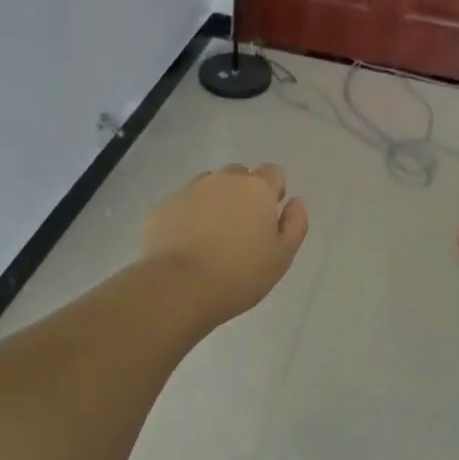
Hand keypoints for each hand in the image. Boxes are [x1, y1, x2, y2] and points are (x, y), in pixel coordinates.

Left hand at [142, 163, 308, 324]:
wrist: (179, 287)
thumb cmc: (239, 274)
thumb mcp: (282, 257)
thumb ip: (295, 224)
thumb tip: (295, 202)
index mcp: (256, 189)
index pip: (273, 172)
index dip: (274, 191)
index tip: (269, 216)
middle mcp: (223, 180)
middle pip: (239, 175)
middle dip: (244, 193)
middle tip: (241, 228)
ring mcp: (189, 190)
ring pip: (208, 185)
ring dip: (215, 200)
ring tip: (212, 234)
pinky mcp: (163, 207)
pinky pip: (182, 203)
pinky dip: (188, 215)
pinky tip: (186, 243)